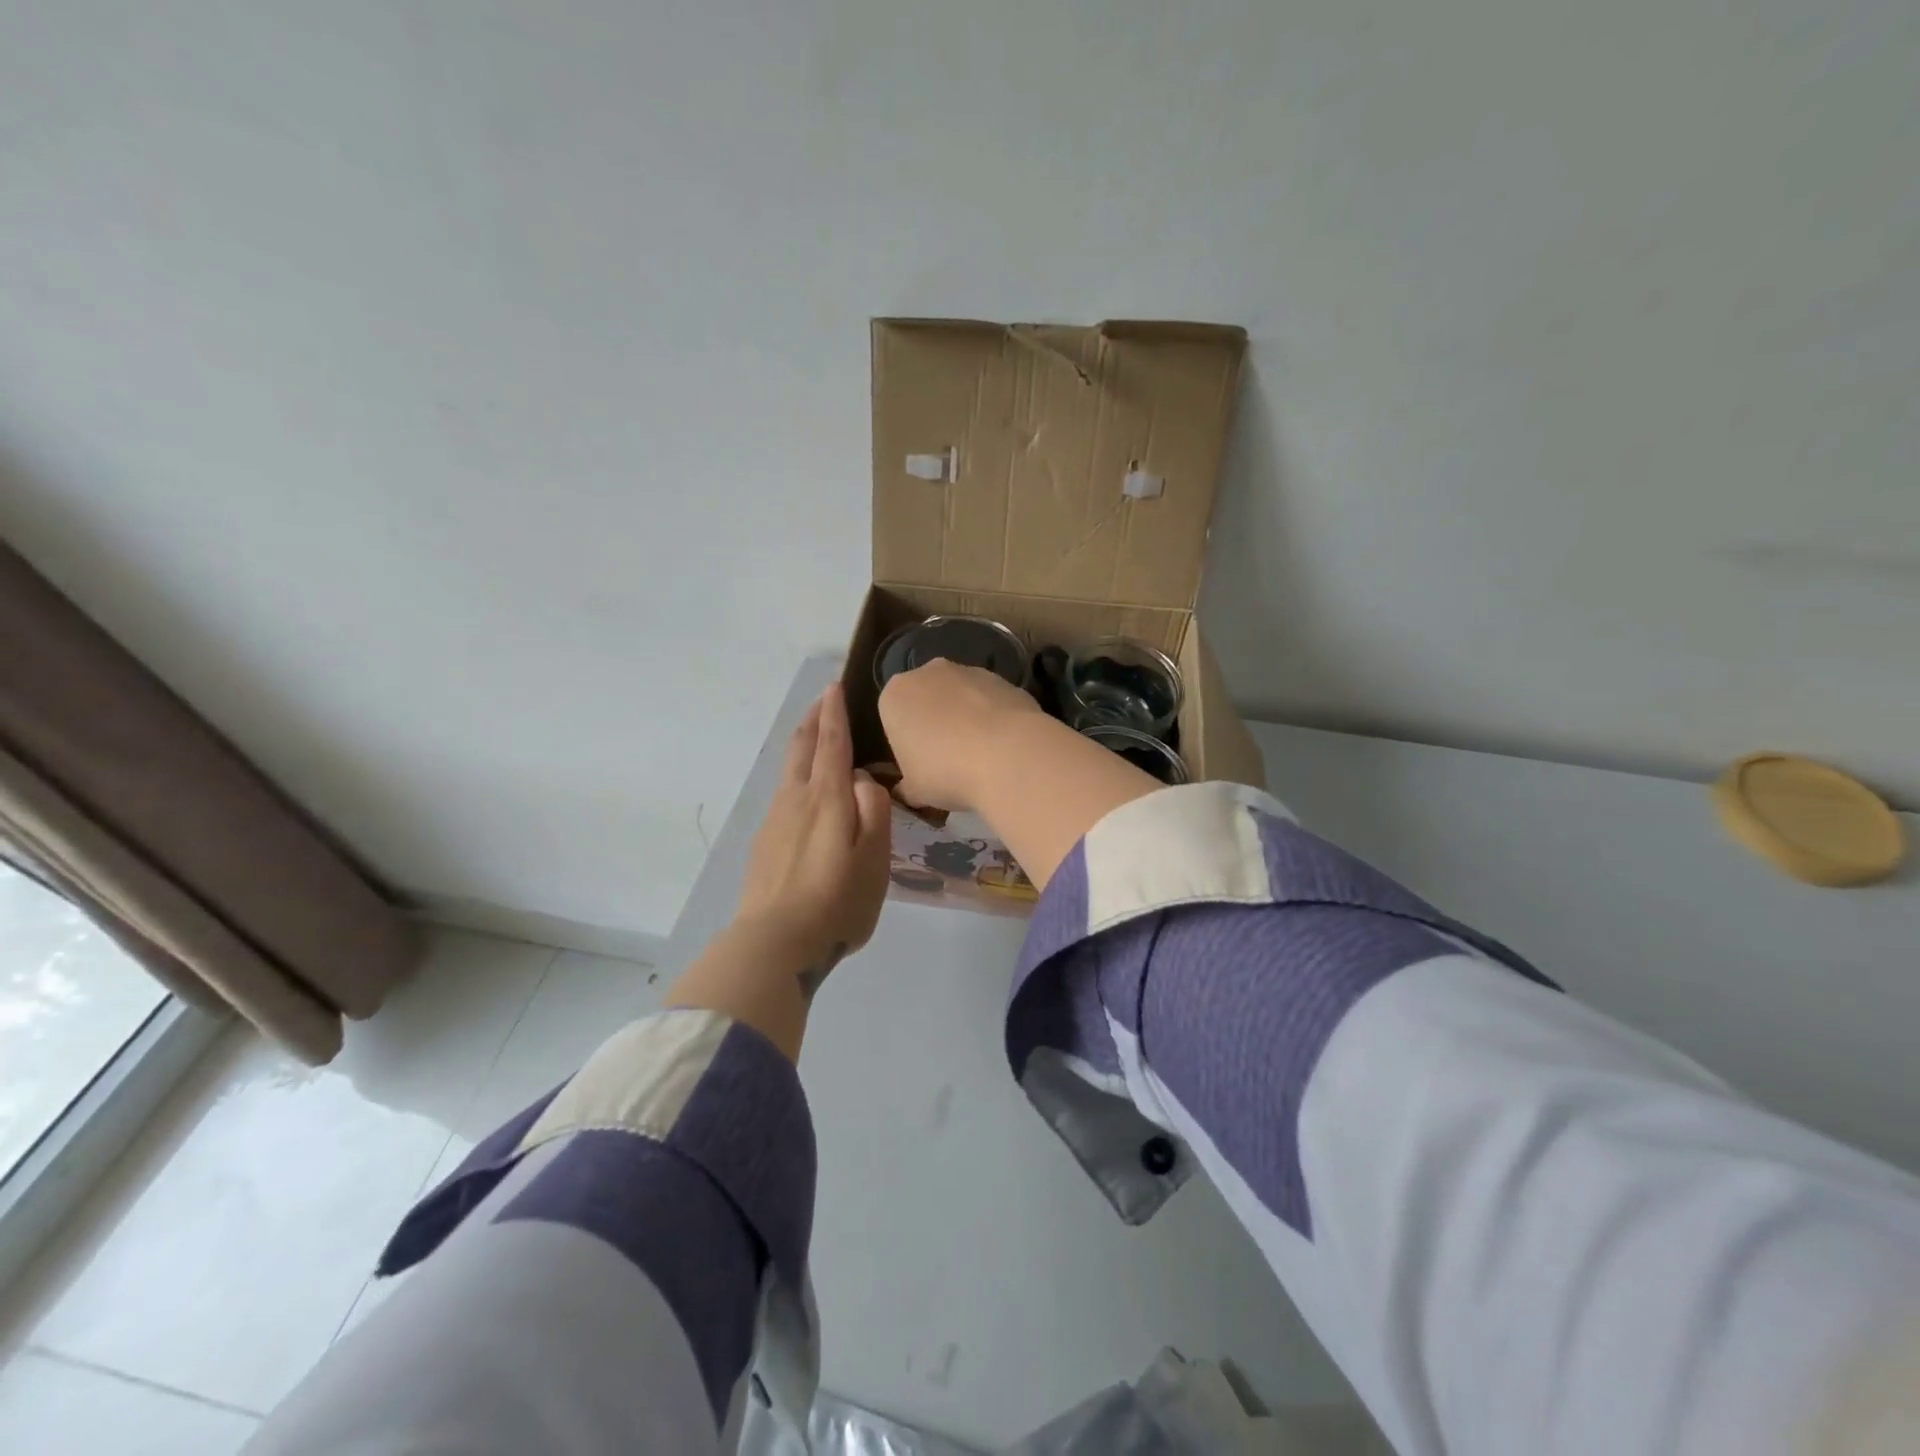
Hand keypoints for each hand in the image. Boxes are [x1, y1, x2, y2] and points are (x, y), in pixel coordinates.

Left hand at [735, 682, 891, 996]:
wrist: (775, 944)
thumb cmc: (837, 902)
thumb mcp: (874, 859)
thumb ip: (873, 811)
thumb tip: (862, 780)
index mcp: (827, 798)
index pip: (832, 743)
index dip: (834, 713)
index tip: (834, 687)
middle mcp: (796, 800)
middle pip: (801, 748)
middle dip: (813, 719)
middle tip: (824, 700)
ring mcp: (774, 821)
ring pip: (789, 770)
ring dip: (803, 745)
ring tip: (817, 738)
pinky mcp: (764, 844)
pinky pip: (783, 796)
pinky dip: (797, 777)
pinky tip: (806, 795)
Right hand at [877, 658, 1043, 812]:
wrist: (1007, 756)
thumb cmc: (946, 772)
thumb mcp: (915, 791)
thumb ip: (907, 786)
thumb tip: (908, 790)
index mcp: (895, 695)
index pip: (893, 717)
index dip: (906, 743)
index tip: (920, 765)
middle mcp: (928, 673)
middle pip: (927, 699)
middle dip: (935, 723)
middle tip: (948, 760)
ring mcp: (970, 671)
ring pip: (961, 697)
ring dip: (966, 718)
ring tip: (981, 755)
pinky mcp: (1004, 679)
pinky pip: (991, 701)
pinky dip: (994, 718)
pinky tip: (1004, 746)